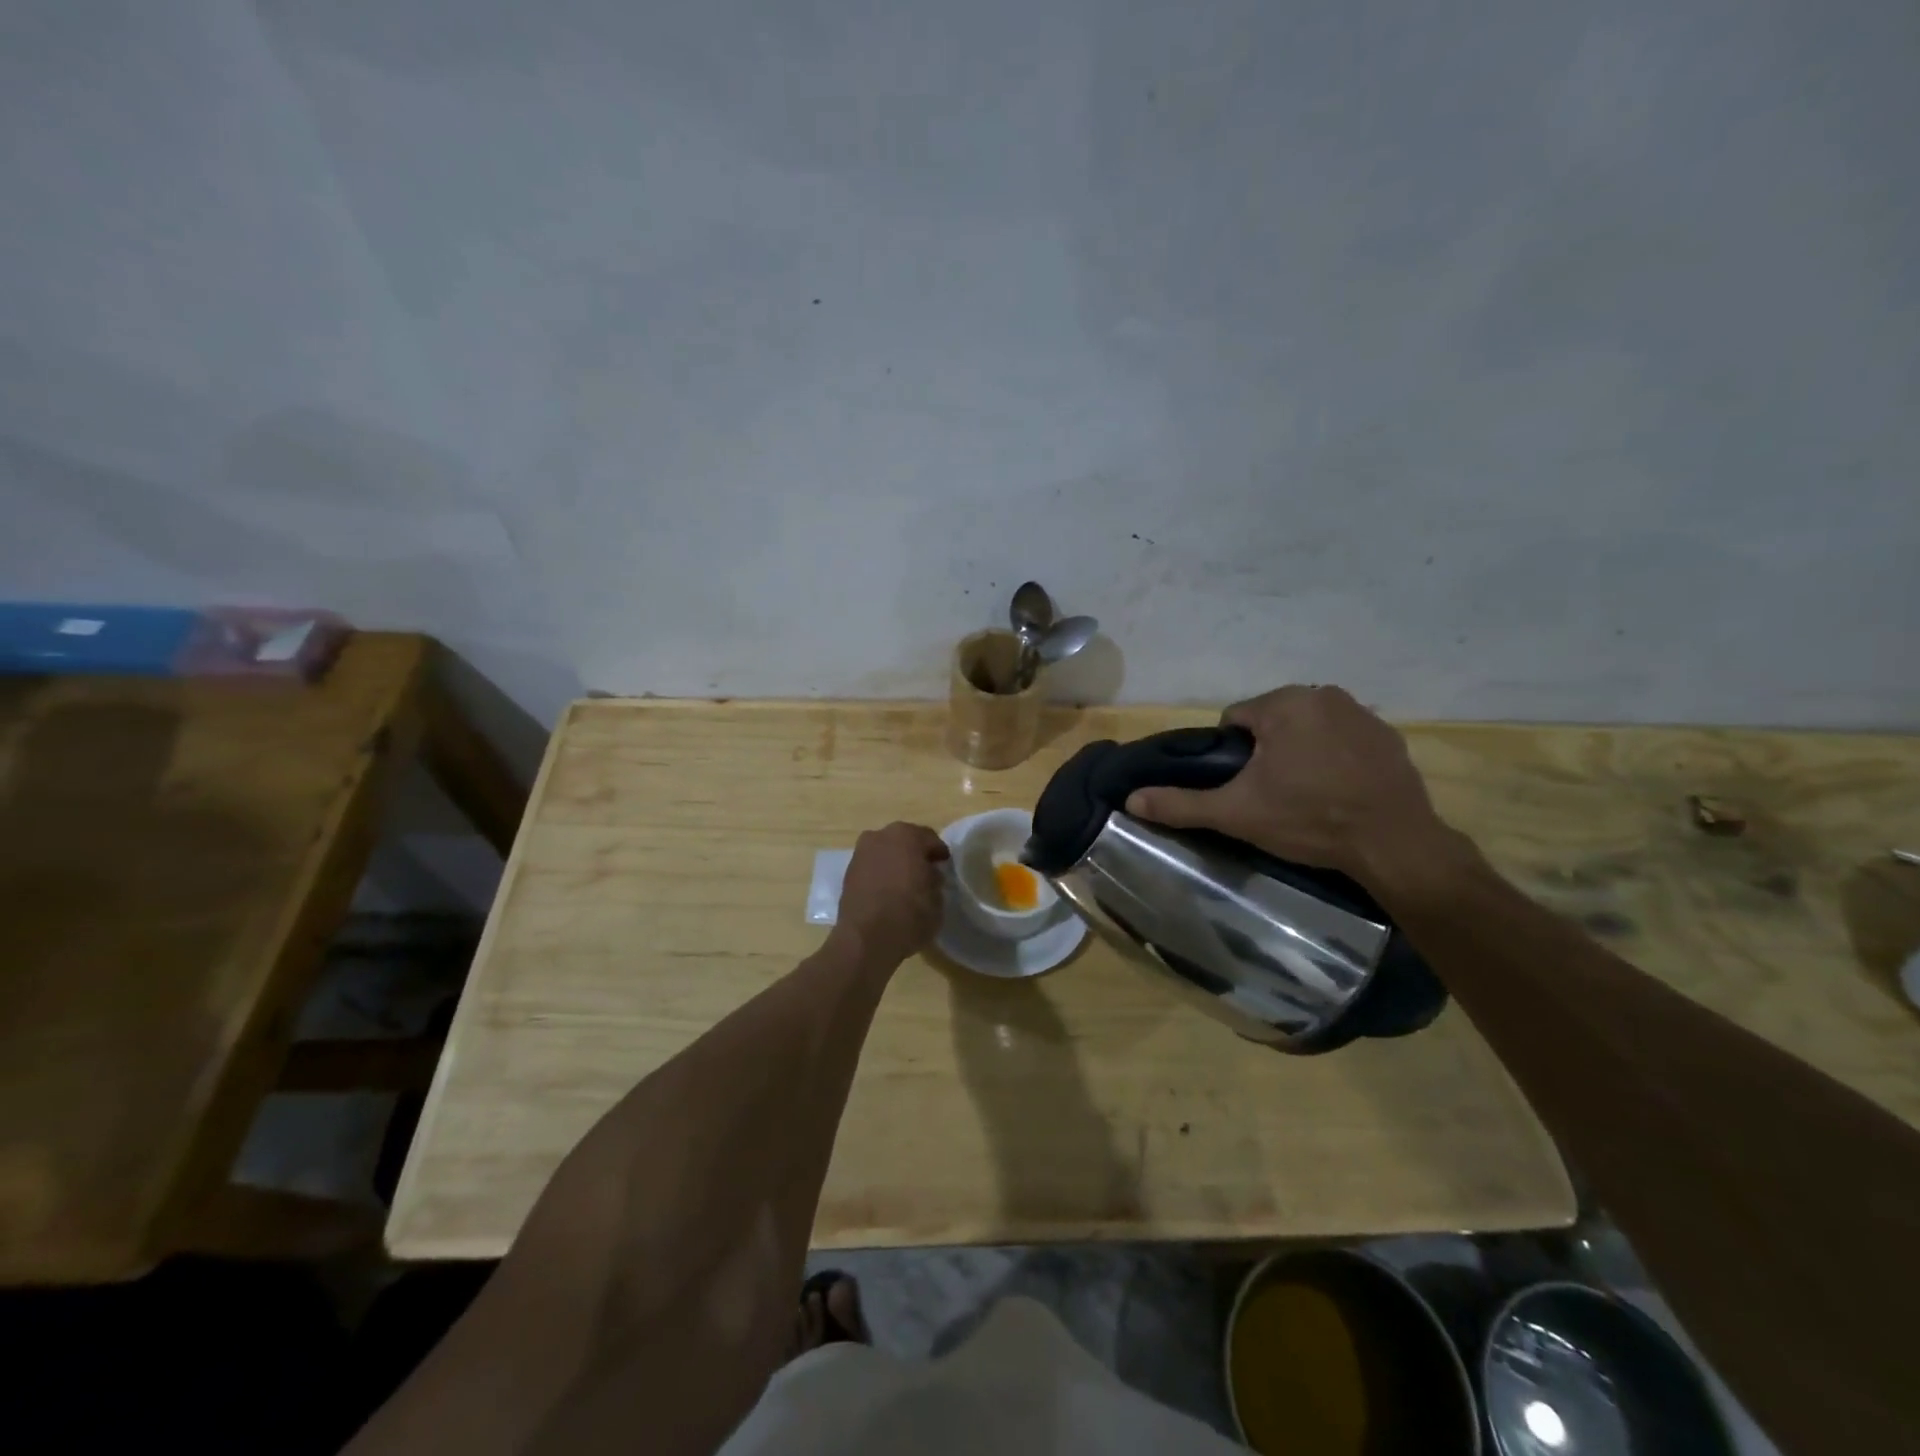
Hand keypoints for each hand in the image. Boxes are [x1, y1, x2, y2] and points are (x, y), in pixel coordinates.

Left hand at [835, 822, 949, 966]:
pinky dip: (880, 874)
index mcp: (906, 836)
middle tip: (926, 872)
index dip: (939, 852)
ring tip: (905, 883)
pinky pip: (872, 867)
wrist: (866, 939)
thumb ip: (934, 879)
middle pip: (904, 841)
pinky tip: (887, 891)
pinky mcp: (848, 873)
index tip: (944, 865)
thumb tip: (928, 875)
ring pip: (885, 852)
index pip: (929, 839)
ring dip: (895, 863)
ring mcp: (860, 853)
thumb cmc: (909, 914)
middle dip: (915, 854)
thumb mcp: (937, 898)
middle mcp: (880, 836)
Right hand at [1125, 686, 1464, 892]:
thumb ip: (1181, 803)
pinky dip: (1335, 756)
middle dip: (1266, 751)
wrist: (1393, 844)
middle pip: (1273, 720)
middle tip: (1272, 794)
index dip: (1232, 755)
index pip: (1236, 719)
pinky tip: (1340, 790)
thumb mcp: (1237, 813)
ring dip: (1300, 751)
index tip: (1244, 786)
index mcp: (1284, 704)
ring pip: (1308, 727)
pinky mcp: (1389, 736)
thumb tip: (1131, 799)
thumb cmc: (1308, 819)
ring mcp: (1362, 713)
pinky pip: (1344, 738)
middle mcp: (1324, 694)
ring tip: (1306, 794)